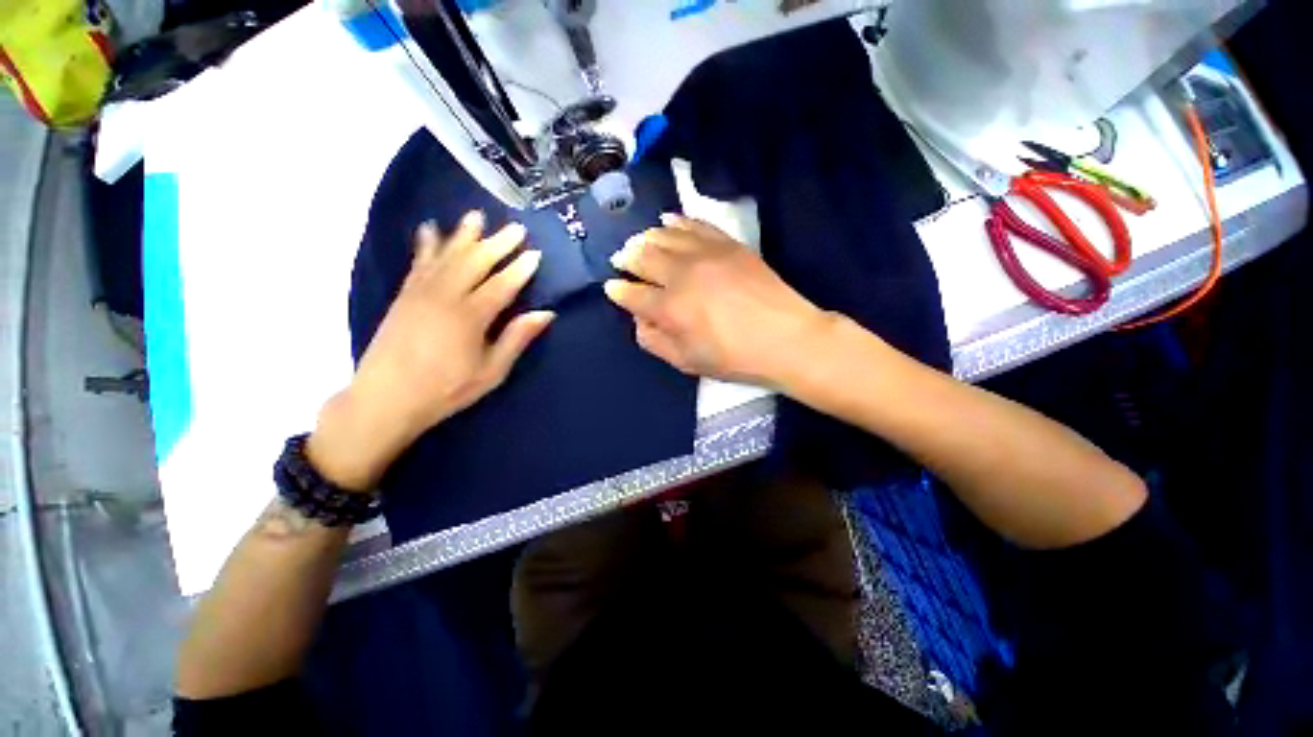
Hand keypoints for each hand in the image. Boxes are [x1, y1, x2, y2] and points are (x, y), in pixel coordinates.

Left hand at [309, 211, 553, 490]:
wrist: (386, 398)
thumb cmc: (446, 389)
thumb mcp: (491, 372)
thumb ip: (516, 338)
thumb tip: (545, 314)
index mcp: (471, 317)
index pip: (502, 284)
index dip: (520, 269)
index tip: (536, 254)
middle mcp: (445, 296)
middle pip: (475, 262)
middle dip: (497, 243)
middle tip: (516, 228)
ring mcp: (421, 293)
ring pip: (447, 256)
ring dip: (463, 235)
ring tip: (476, 216)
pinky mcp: (404, 296)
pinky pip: (418, 263)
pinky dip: (426, 244)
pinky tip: (430, 229)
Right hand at [604, 214, 830, 386]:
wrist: (785, 337)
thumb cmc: (734, 357)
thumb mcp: (686, 361)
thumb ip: (654, 340)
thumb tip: (639, 319)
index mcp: (669, 308)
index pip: (631, 294)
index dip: (617, 291)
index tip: (612, 288)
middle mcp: (681, 274)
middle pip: (643, 256)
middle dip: (626, 258)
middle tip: (622, 260)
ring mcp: (705, 253)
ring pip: (664, 235)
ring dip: (646, 238)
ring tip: (639, 242)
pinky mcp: (727, 243)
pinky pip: (694, 224)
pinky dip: (677, 221)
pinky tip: (668, 221)